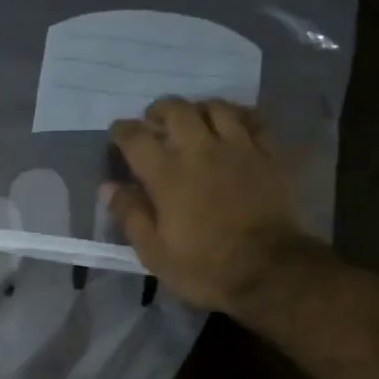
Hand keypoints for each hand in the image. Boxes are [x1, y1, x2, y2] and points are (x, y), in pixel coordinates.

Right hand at [107, 97, 312, 311]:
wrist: (270, 271)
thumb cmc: (205, 267)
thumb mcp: (155, 252)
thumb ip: (130, 215)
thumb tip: (108, 187)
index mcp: (167, 174)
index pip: (136, 138)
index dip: (122, 130)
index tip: (117, 134)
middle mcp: (200, 150)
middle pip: (176, 110)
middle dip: (158, 111)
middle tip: (153, 122)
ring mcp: (239, 148)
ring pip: (215, 107)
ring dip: (197, 108)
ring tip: (193, 120)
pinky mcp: (269, 154)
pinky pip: (253, 119)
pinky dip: (238, 115)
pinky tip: (233, 123)